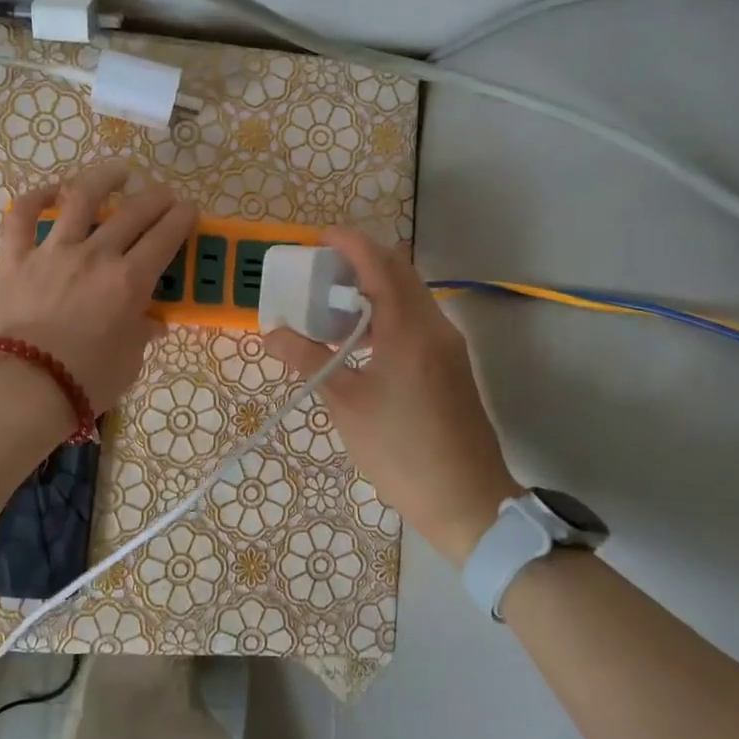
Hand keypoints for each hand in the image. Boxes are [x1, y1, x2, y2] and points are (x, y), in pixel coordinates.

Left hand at [0, 160, 195, 419]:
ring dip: (103, 178)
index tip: (189, 209)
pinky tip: (52, 190)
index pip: (165, 237)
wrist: (26, 388)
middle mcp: (96, 255)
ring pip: (80, 197)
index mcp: (129, 281)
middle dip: (156, 197)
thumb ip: (141, 332)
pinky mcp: (16, 257)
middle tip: (165, 195)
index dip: (182, 217)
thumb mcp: (130, 360)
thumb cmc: (86, 380)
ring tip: (117, 172)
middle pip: (133, 212)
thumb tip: (150, 321)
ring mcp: (53, 251)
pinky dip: (37, 197)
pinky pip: (23, 216)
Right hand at [265, 228, 522, 565]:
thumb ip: (307, 361)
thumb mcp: (345, 405)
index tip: (318, 237)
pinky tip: (362, 337)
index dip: (349, 243)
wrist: (467, 500)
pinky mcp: (452, 365)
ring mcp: (448, 345)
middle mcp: (435, 326)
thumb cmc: (400, 450)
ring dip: (376, 285)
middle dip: (362, 259)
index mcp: (409, 329)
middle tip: (321, 269)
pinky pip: (418, 318)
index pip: (379, 264)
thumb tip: (271, 333)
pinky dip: (389, 310)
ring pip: (411, 295)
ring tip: (334, 302)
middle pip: (400, 271)